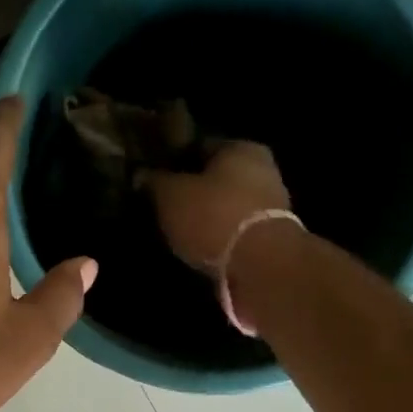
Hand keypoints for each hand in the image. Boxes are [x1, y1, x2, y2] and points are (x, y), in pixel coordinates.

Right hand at [144, 141, 290, 270]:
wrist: (260, 265)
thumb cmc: (213, 217)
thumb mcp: (171, 195)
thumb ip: (155, 182)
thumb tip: (141, 174)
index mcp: (240, 147)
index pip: (200, 146)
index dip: (175, 161)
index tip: (156, 178)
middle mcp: (262, 169)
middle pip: (217, 178)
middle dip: (193, 191)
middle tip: (165, 208)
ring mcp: (271, 205)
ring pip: (227, 206)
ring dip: (207, 217)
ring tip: (179, 232)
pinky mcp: (270, 238)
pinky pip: (235, 232)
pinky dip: (218, 238)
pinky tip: (200, 249)